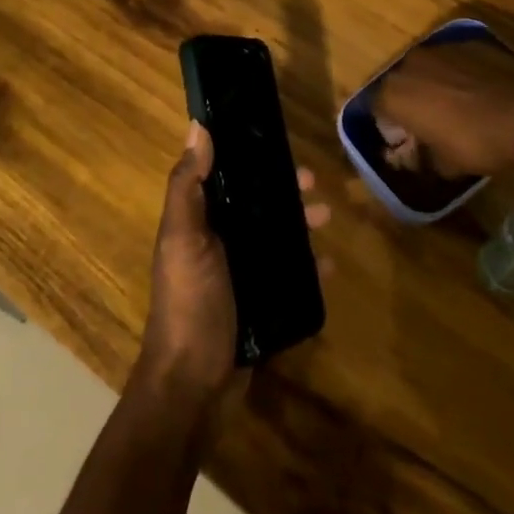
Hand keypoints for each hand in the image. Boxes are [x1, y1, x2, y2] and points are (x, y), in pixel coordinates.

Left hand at [138, 122, 329, 405]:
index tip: (278, 142)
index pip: (225, 177)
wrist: (193, 386)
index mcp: (197, 222)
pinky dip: (307, 267)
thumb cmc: (189, 303)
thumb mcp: (183, 239)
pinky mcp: (259, 304)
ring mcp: (239, 275)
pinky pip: (288, 275)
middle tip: (314, 184)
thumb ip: (187, 185)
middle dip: (284, 191)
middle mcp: (217, 242)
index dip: (249, 158)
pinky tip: (330, 265)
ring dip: (300, 224)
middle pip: (256, 205)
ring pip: (275, 237)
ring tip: (327, 219)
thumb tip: (197, 126)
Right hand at [372, 35, 513, 178]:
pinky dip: (459, 72)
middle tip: (429, 120)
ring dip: (433, 82)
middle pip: (400, 82)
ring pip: (427, 66)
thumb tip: (418, 158)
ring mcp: (440, 48)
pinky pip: (454, 59)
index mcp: (394, 94)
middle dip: (409, 98)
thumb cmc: (475, 143)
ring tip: (455, 103)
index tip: (406, 138)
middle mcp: (410, 63)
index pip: (376, 107)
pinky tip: (478, 90)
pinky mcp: (469, 42)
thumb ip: (422, 159)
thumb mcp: (444, 165)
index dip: (390, 124)